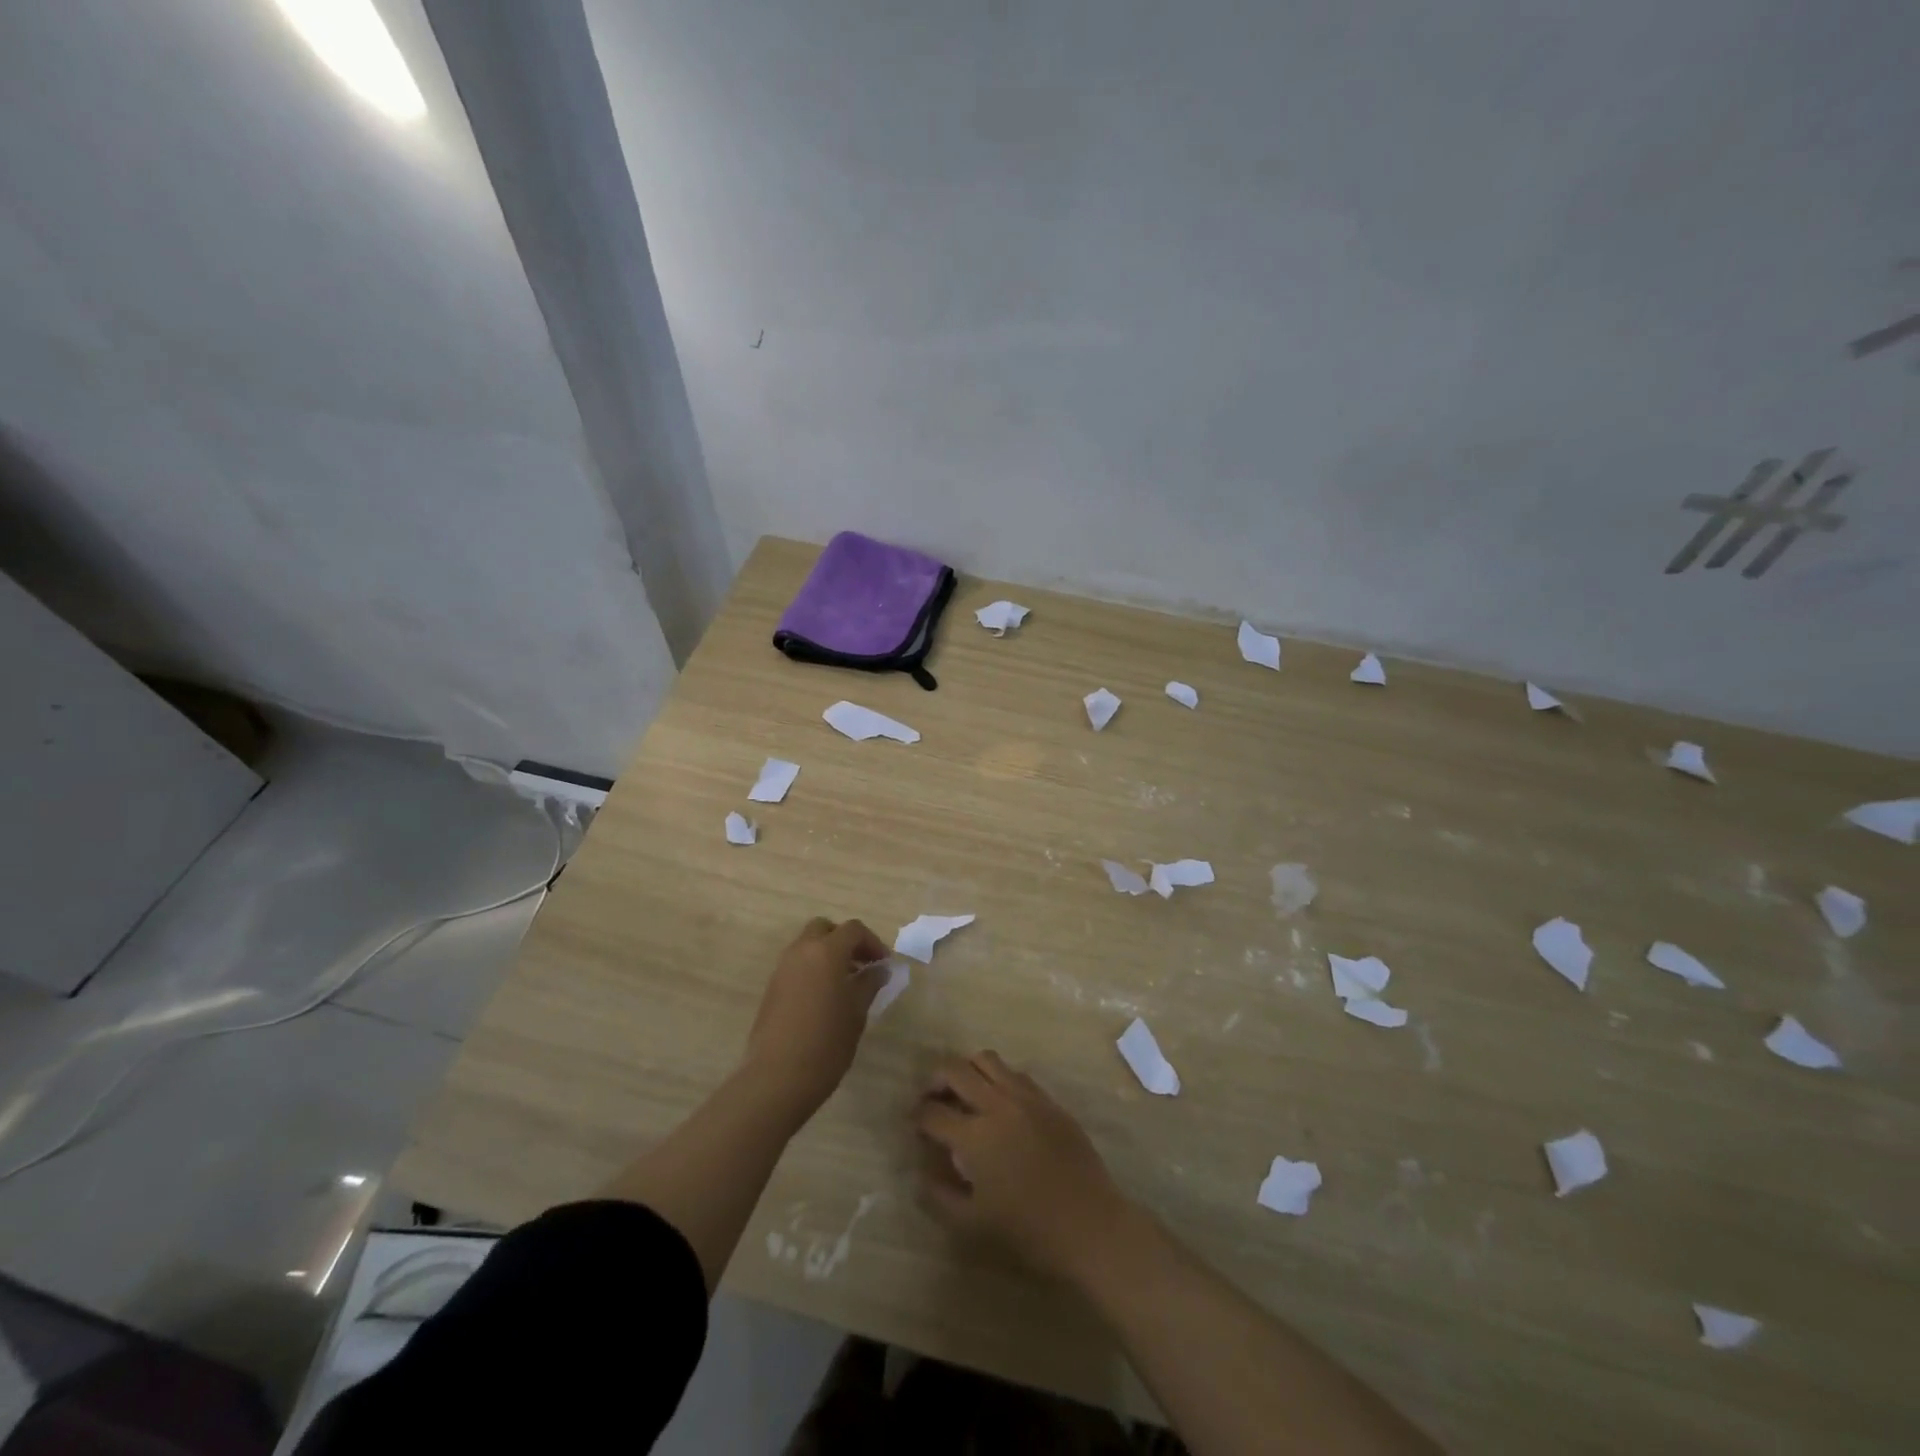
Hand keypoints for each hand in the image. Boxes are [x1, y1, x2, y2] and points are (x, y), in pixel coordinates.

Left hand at [740, 917, 889, 1128]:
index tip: (884, 964)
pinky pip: (796, 965)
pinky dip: (813, 969)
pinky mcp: (772, 988)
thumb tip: (879, 970)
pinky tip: (824, 998)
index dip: (873, 942)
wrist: (778, 1077)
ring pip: (807, 946)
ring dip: (827, 954)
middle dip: (845, 940)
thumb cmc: (827, 1042)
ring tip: (845, 983)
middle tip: (862, 964)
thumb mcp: (857, 1011)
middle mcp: (801, 951)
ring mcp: (782, 969)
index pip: (853, 930)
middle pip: (825, 929)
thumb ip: (869, 984)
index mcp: (826, 952)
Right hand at [914, 1051, 1132, 1285]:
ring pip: (986, 1060)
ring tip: (964, 1093)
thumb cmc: (1029, 1232)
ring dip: (967, 1071)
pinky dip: (998, 1079)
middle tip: (932, 1100)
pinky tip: (998, 1103)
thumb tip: (922, 1172)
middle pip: (955, 1070)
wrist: (1090, 1225)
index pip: (932, 1113)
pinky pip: (1015, 1074)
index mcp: (974, 1136)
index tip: (913, 1125)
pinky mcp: (1048, 1100)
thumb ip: (940, 1195)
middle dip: (935, 1081)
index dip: (916, 1117)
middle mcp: (997, 1104)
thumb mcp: (973, 1224)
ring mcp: (1026, 1097)